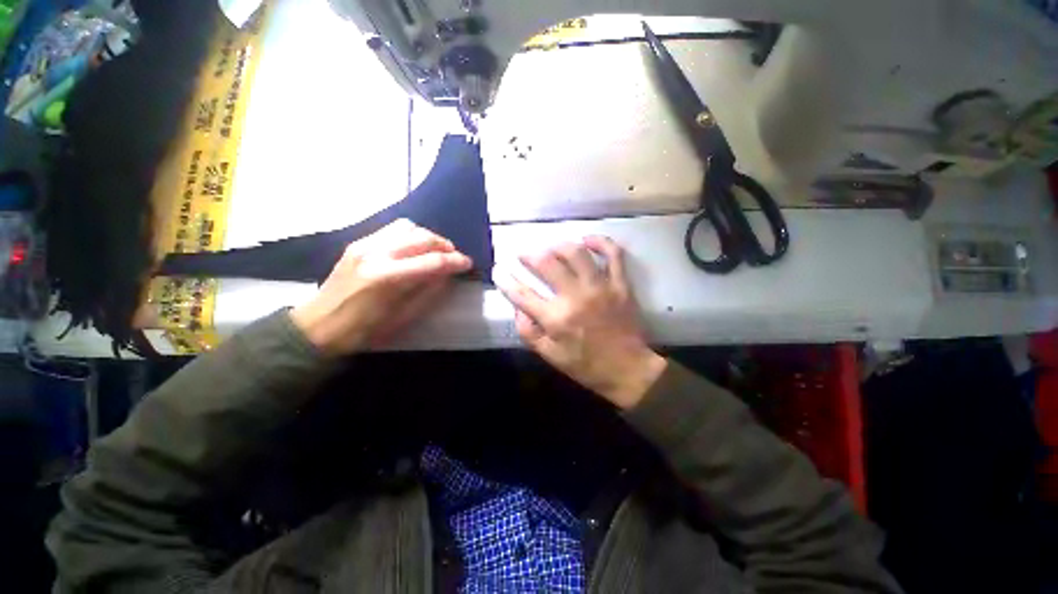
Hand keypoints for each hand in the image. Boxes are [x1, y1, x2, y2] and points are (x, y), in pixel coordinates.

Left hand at [290, 219, 471, 355]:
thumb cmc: (363, 330)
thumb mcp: (402, 317)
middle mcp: (376, 253)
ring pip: (407, 227)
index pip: (432, 262)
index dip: (455, 261)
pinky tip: (414, 248)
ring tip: (436, 250)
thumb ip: (428, 292)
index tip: (468, 263)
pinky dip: (410, 235)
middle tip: (455, 257)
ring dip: (428, 236)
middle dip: (445, 245)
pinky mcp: (357, 243)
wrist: (316, 326)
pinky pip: (391, 229)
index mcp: (388, 278)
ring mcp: (364, 244)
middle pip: (422, 237)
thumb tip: (447, 275)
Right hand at [497, 236, 666, 408]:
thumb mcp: (551, 356)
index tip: (499, 270)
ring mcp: (600, 287)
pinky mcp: (620, 284)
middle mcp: (575, 297)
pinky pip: (612, 254)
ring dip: (558, 246)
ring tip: (551, 248)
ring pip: (576, 252)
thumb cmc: (587, 366)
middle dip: (529, 255)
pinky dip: (600, 242)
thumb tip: (518, 309)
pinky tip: (587, 239)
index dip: (505, 280)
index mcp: (556, 318)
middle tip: (524, 254)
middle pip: (546, 263)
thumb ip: (529, 333)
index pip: (522, 294)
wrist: (628, 369)